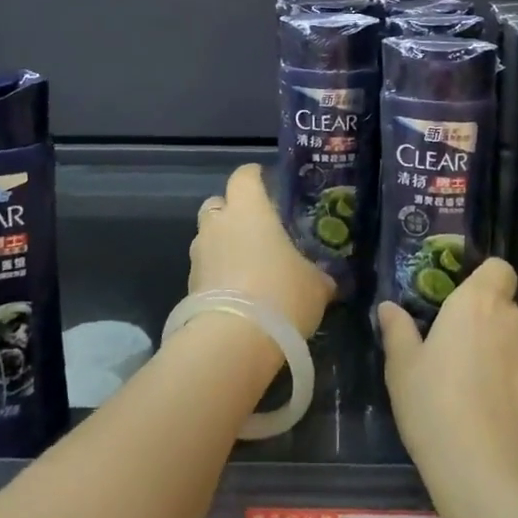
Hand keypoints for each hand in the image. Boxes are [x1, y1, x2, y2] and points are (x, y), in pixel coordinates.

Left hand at [188, 163, 334, 338]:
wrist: (233, 341)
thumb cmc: (281, 294)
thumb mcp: (316, 285)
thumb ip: (319, 274)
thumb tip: (327, 279)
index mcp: (248, 209)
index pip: (244, 175)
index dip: (255, 176)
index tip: (268, 184)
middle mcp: (218, 224)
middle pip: (218, 203)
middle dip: (233, 211)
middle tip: (257, 229)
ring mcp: (199, 254)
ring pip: (208, 237)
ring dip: (223, 245)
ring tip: (248, 266)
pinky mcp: (189, 285)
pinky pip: (205, 268)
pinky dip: (217, 274)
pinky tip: (237, 294)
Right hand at [379, 258, 517, 487]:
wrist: (488, 474)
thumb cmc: (434, 407)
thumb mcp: (401, 368)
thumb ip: (398, 330)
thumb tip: (389, 307)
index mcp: (478, 303)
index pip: (499, 269)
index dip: (486, 282)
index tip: (467, 307)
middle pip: (509, 312)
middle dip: (492, 329)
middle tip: (465, 360)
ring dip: (512, 360)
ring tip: (489, 397)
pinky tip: (513, 421)